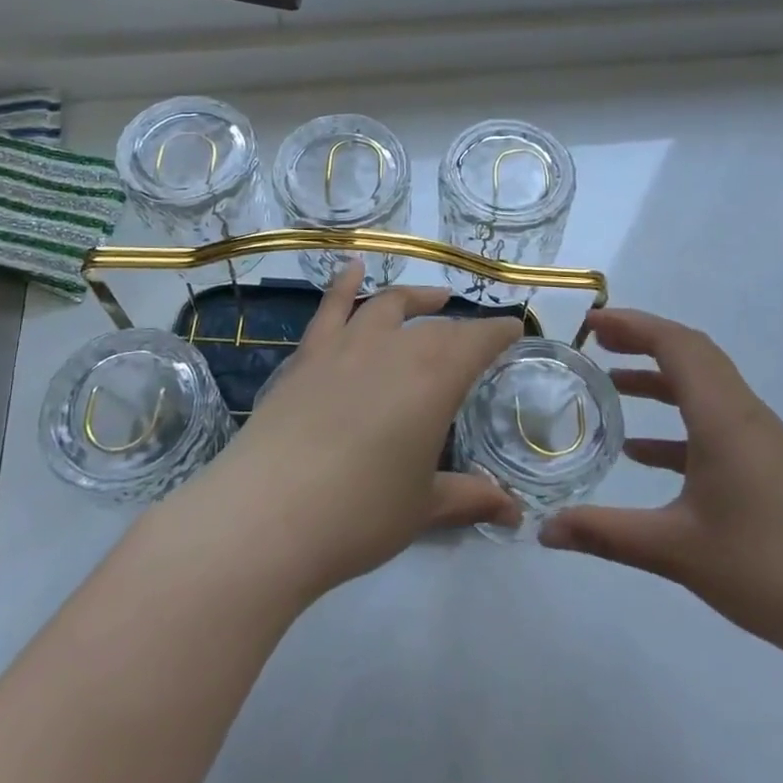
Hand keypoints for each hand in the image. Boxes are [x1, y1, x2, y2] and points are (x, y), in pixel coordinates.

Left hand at [192, 261, 524, 597]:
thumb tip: (515, 513)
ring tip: (434, 297)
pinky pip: (331, 309)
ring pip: (388, 307)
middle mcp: (394, 348)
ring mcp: (345, 346)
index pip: (478, 341)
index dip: (499, 332)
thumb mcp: (424, 508)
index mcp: (434, 378)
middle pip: (436, 327)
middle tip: (475, 339)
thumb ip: (471, 497)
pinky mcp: (306, 356)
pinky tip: (352, 268)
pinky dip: (345, 284)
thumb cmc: (360, 513)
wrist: (267, 514)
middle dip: (461, 329)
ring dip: (415, 299)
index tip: (514, 330)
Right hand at [540, 308, 782, 668]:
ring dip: (661, 382)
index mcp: (724, 417)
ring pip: (707, 391)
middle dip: (644, 342)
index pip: (678, 344)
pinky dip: (679, 425)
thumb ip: (605, 535)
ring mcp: (765, 444)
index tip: (591, 324)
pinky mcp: (775, 471)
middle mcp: (747, 417)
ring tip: (613, 388)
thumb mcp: (675, 550)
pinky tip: (647, 455)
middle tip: (597, 344)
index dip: (633, 325)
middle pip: (694, 356)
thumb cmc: (767, 567)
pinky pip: (719, 426)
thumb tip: (543, 530)